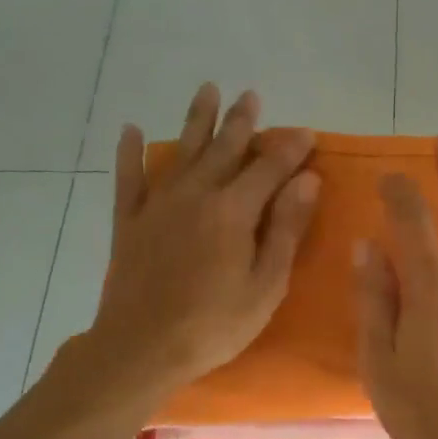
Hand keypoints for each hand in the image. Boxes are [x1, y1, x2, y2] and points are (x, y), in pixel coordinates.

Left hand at [89, 84, 318, 399]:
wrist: (141, 348)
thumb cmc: (215, 324)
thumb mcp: (266, 284)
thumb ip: (286, 228)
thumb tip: (308, 180)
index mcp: (233, 211)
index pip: (269, 168)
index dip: (290, 148)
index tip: (307, 133)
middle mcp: (195, 195)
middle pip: (224, 149)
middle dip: (242, 122)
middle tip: (252, 96)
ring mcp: (157, 205)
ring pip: (181, 151)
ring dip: (196, 120)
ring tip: (208, 91)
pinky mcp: (129, 222)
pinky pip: (129, 179)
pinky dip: (129, 154)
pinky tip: (130, 130)